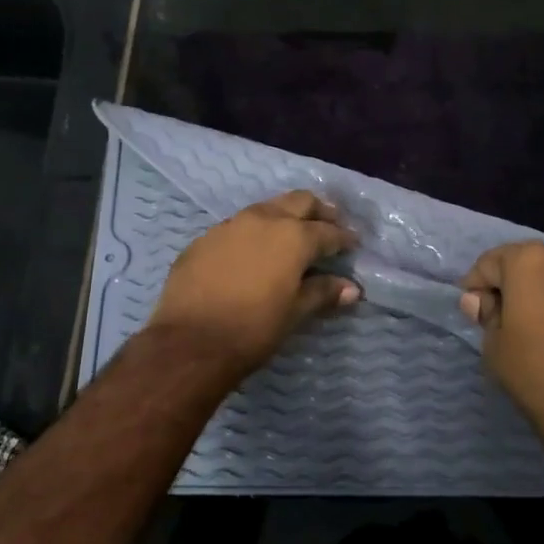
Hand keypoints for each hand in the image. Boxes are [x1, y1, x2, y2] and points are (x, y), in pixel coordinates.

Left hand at [146, 191, 361, 377]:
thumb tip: (351, 288)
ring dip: (284, 217)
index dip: (344, 237)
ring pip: (265, 209)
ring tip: (292, 235)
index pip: (328, 231)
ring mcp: (229, 225)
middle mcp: (263, 220)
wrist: (190, 342)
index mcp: (292, 236)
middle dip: (318, 211)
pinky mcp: (204, 239)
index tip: (353, 243)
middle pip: (298, 201)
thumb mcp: (294, 313)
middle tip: (329, 224)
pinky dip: (253, 233)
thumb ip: (323, 293)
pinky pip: (237, 227)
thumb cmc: (252, 329)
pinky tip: (253, 253)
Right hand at [458, 242, 543, 447]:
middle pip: (532, 263)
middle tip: (509, 317)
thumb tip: (480, 301)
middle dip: (516, 284)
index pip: (490, 263)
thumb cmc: (535, 372)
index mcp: (529, 262)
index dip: (477, 286)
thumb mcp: (494, 345)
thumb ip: (486, 313)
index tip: (475, 310)